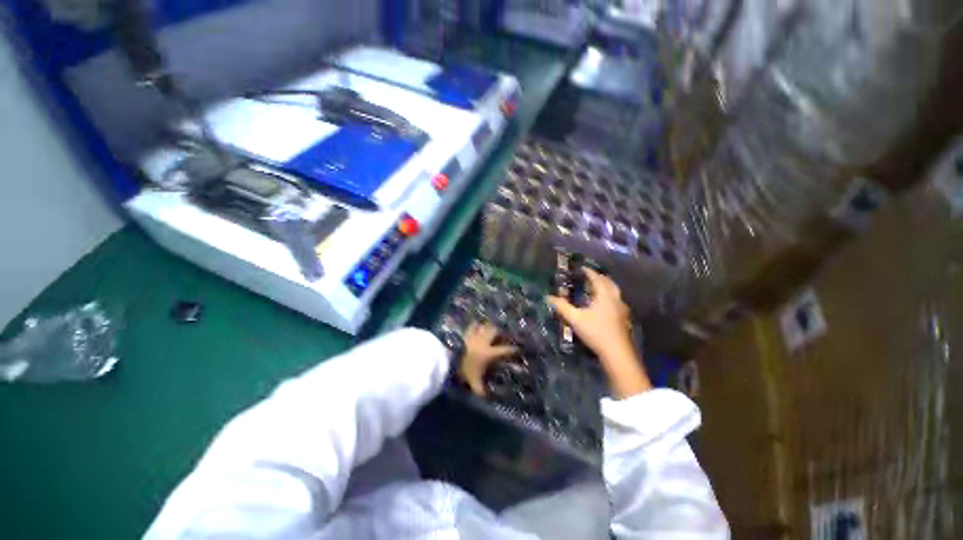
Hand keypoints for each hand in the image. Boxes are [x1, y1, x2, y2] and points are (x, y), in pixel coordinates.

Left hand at [458, 323, 516, 396]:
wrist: (449, 360)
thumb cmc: (464, 370)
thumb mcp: (474, 382)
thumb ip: (481, 390)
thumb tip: (488, 397)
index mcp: (489, 353)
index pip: (504, 350)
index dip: (512, 349)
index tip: (517, 348)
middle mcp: (485, 342)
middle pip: (495, 332)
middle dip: (500, 332)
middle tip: (502, 335)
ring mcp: (475, 335)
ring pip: (485, 326)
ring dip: (489, 327)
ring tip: (491, 328)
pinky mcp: (466, 333)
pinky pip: (473, 325)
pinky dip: (476, 325)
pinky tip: (477, 325)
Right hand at [547, 269, 650, 397]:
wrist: (617, 353)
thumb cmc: (596, 332)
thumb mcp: (575, 319)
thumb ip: (562, 307)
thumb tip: (548, 297)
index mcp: (605, 296)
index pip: (597, 279)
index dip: (589, 272)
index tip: (582, 268)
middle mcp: (616, 299)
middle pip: (609, 283)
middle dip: (599, 278)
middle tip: (590, 276)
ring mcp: (622, 309)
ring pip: (615, 292)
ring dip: (606, 287)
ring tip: (597, 288)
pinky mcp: (624, 319)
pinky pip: (616, 301)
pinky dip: (609, 297)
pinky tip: (604, 305)